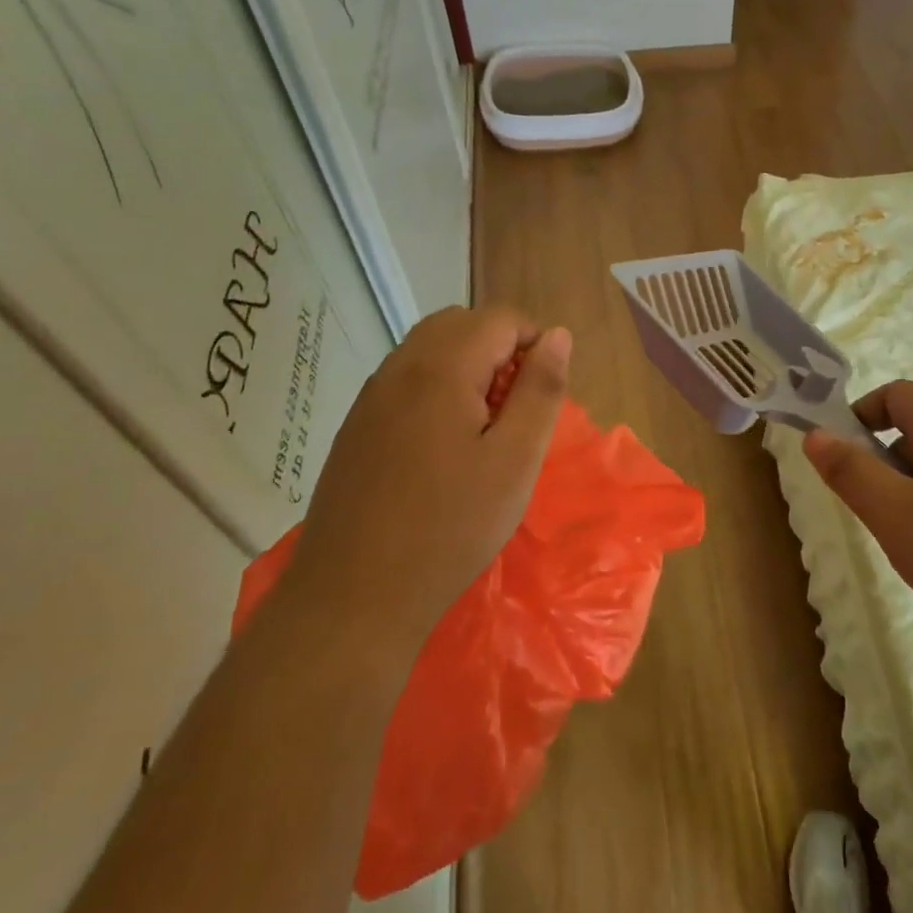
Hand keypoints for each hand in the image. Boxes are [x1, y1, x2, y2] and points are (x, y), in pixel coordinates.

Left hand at [284, 305, 570, 663]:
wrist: (354, 594)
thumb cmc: (451, 527)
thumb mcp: (515, 460)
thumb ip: (540, 391)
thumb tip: (558, 336)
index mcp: (441, 368)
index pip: (499, 318)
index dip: (534, 342)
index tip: (544, 395)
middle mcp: (399, 368)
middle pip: (460, 324)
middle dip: (500, 349)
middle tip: (518, 409)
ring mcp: (371, 396)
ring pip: (429, 349)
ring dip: (468, 367)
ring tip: (486, 427)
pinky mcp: (356, 426)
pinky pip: (406, 380)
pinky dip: (438, 388)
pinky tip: (445, 446)